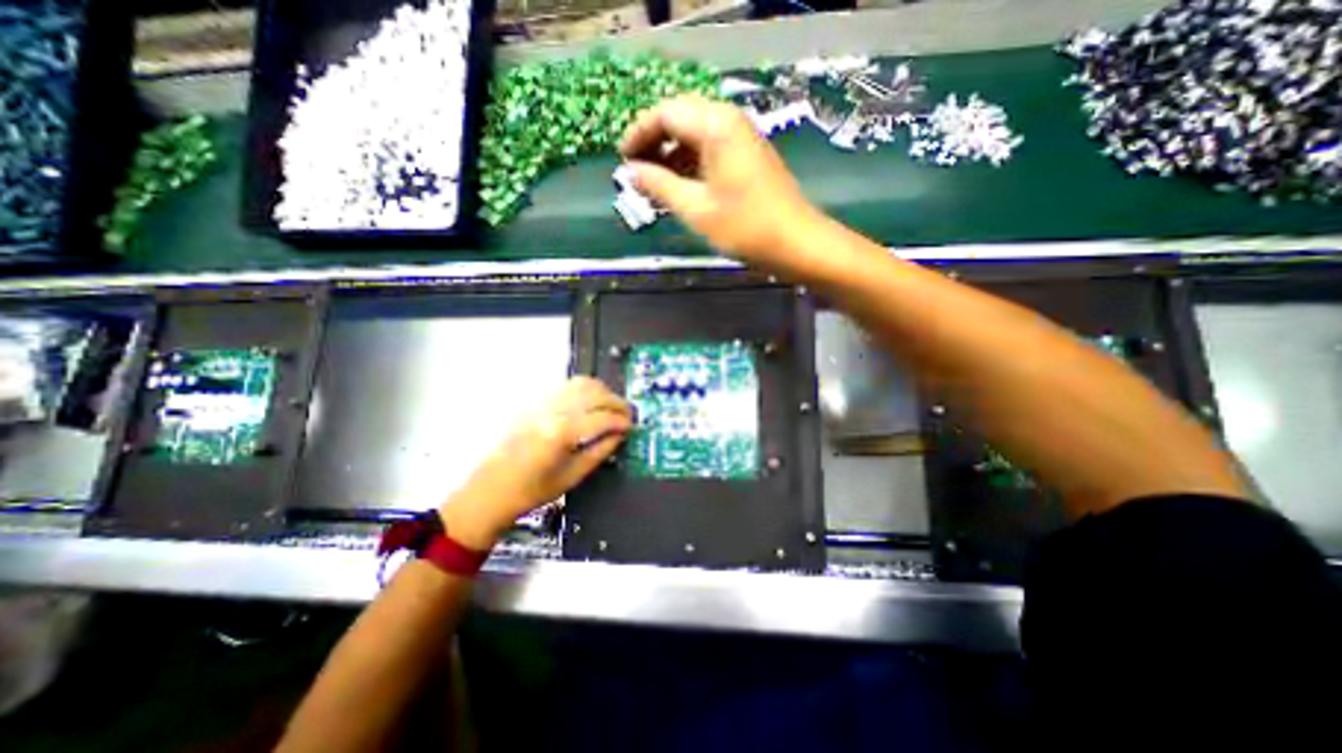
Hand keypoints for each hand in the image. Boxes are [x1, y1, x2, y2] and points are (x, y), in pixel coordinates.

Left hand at [440, 373, 632, 547]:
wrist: (490, 490)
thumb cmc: (531, 491)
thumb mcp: (572, 476)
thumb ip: (600, 451)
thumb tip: (620, 435)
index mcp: (562, 433)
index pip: (603, 418)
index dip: (622, 421)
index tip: (632, 427)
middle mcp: (553, 411)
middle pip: (595, 394)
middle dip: (617, 402)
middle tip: (628, 415)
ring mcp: (542, 403)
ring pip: (582, 383)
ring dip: (603, 391)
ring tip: (612, 406)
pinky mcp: (534, 402)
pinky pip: (566, 386)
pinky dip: (585, 389)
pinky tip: (591, 402)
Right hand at [623, 93, 824, 265]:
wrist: (796, 243)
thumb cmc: (744, 227)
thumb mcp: (695, 208)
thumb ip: (659, 185)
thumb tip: (631, 172)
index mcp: (715, 125)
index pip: (665, 113)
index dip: (639, 134)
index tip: (621, 160)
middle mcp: (729, 121)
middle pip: (681, 118)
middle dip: (654, 142)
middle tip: (636, 171)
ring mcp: (742, 138)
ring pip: (696, 135)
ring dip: (672, 155)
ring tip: (654, 184)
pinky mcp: (749, 157)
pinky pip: (711, 150)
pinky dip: (691, 165)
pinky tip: (681, 187)